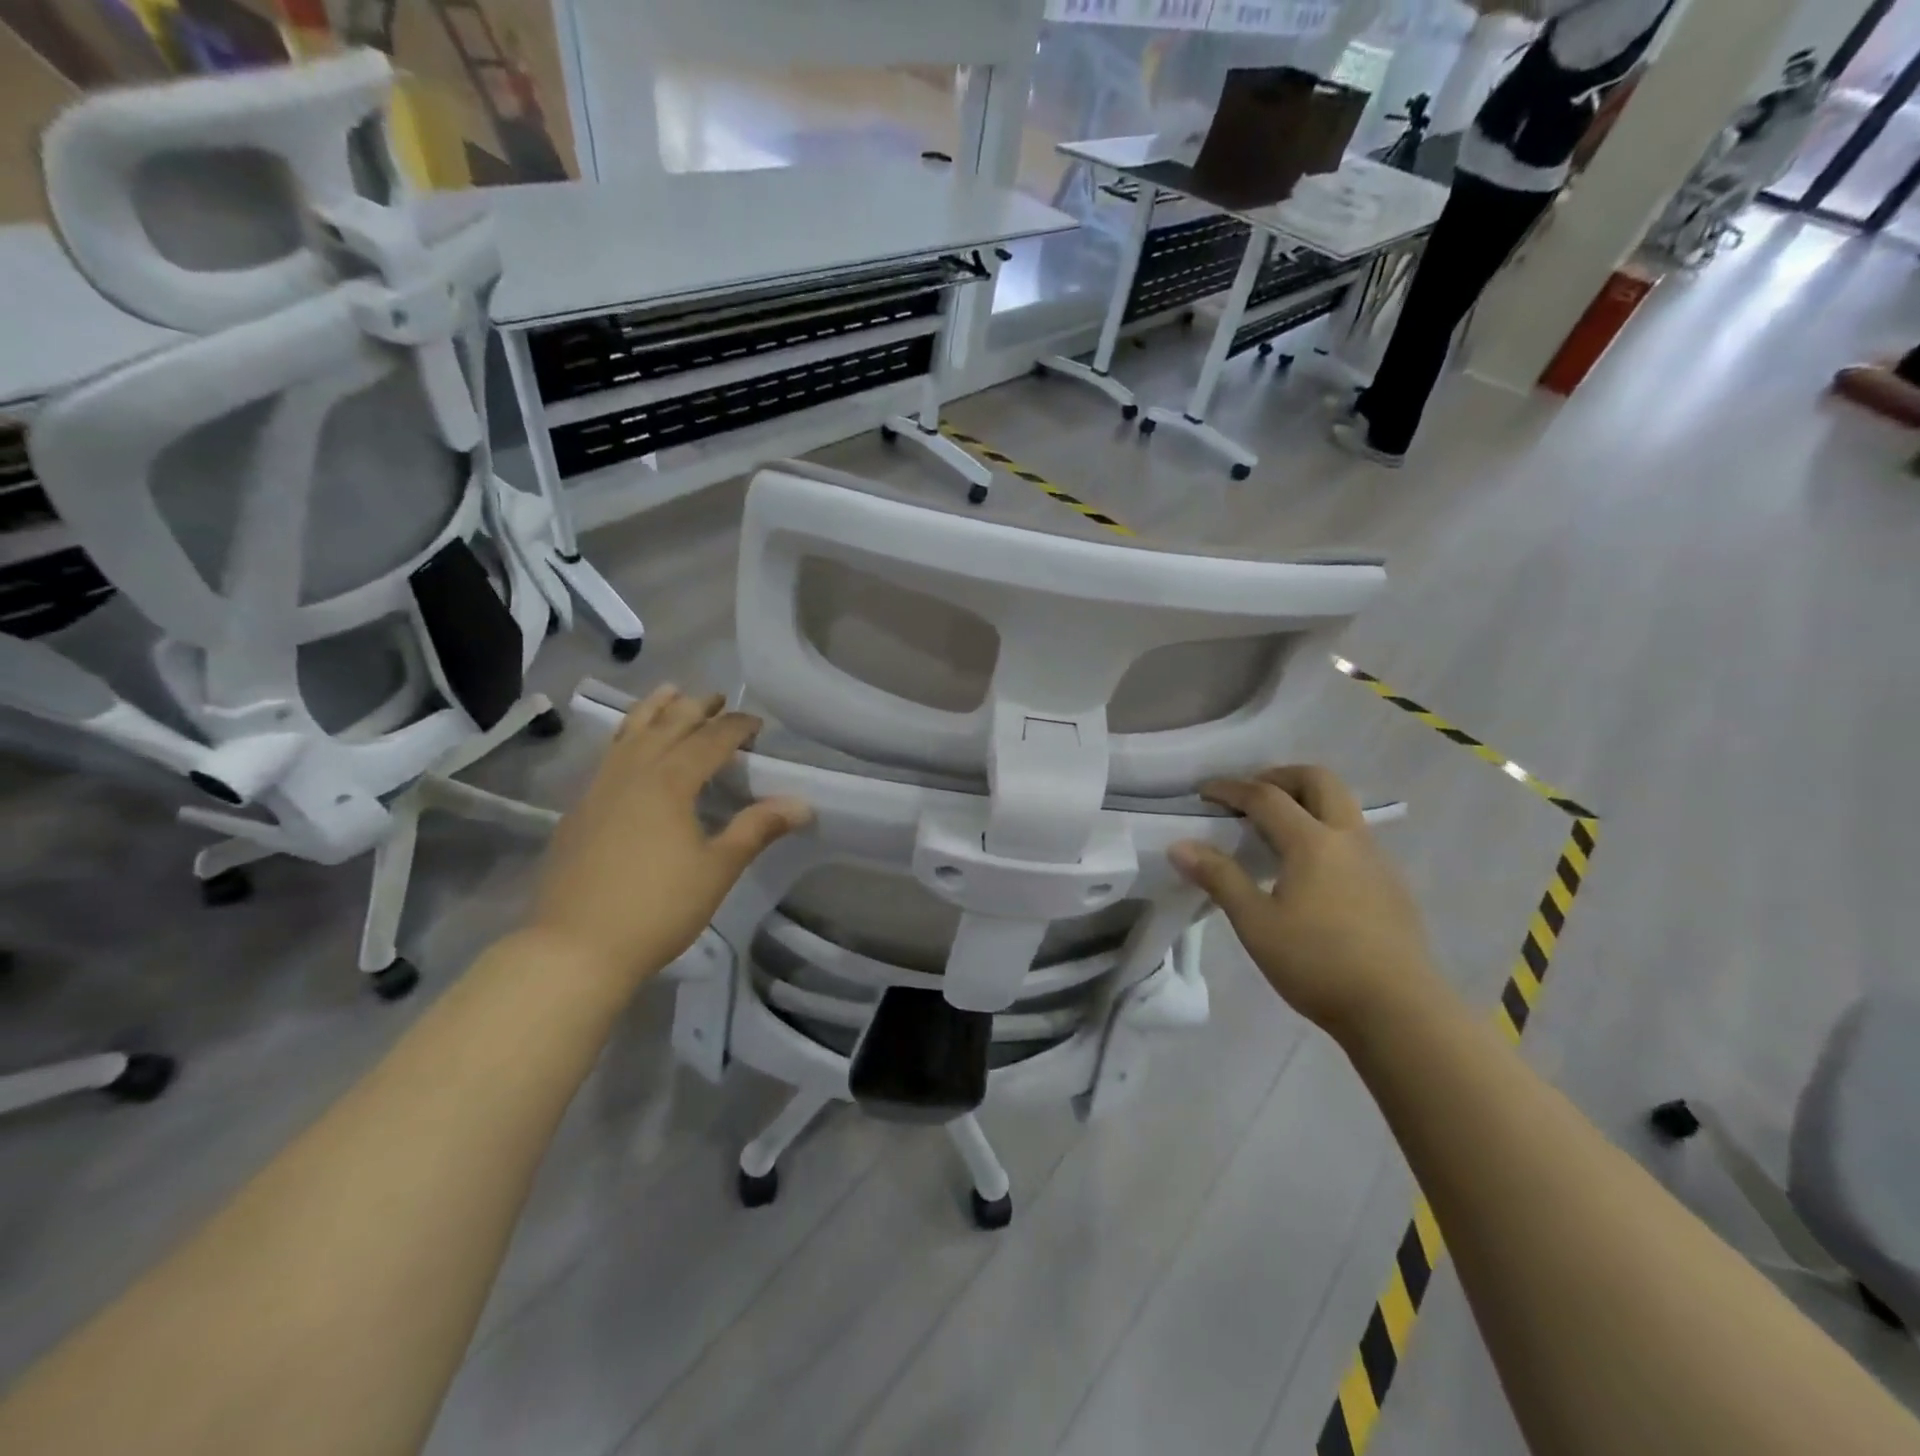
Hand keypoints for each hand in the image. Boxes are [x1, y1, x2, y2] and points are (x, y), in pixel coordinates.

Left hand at [525, 686, 811, 987]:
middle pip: (667, 725)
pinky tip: (630, 749)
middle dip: (696, 708)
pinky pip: (609, 756)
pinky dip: (627, 737)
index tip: (758, 723)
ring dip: (654, 710)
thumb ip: (757, 829)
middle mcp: (632, 773)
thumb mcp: (718, 868)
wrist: (574, 948)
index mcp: (669, 782)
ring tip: (669, 692)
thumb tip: (802, 803)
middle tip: (718, 697)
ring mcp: (599, 789)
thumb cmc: (657, 908)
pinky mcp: (579, 810)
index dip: (736, 726)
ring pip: (629, 734)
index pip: (710, 740)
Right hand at [1169, 766, 1444, 1039]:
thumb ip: (1219, 878)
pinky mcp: (1392, 885)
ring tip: (1276, 830)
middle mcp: (1349, 838)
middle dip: (1279, 776)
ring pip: (1342, 806)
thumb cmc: (1318, 964)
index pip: (1265, 797)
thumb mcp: (1256, 923)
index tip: (1204, 791)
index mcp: (1312, 842)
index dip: (1231, 788)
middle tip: (1250, 794)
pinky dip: (1325, 830)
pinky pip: (1354, 836)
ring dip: (1306, 801)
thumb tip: (1180, 846)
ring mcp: (1378, 860)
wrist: (1400, 1012)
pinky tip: (1310, 870)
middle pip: (1318, 780)